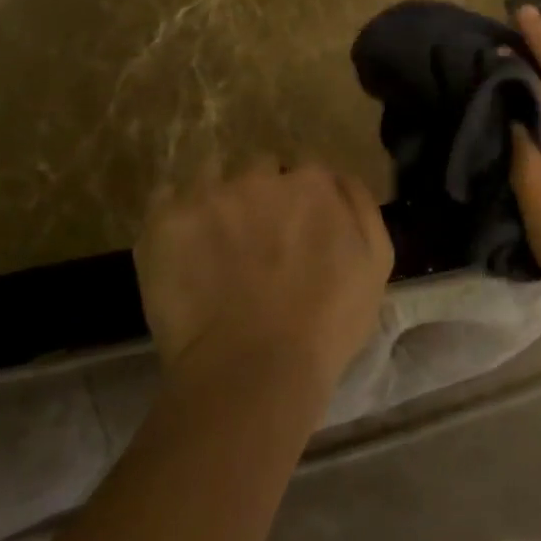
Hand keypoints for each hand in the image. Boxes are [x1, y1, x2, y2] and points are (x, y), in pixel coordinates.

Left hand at [136, 158, 392, 398]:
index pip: (308, 174)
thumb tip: (337, 180)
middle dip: (261, 195)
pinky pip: (165, 197)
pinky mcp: (166, 219)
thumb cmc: (326, 324)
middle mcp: (261, 175)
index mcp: (314, 182)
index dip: (304, 202)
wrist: (253, 370)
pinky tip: (180, 246)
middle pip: (260, 170)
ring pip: (212, 176)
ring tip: (214, 241)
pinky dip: (174, 217)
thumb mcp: (375, 263)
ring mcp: (210, 194)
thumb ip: (359, 206)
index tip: (299, 232)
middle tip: (258, 241)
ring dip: (217, 198)